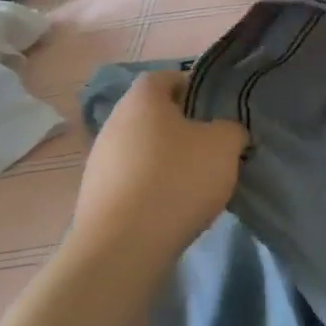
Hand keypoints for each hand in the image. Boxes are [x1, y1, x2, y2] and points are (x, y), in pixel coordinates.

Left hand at [72, 71, 247, 258]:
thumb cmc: (176, 179)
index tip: (214, 111)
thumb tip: (226, 133)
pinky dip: (150, 188)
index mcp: (141, 99)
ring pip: (141, 149)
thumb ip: (231, 129)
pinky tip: (169, 208)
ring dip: (164, 160)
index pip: (166, 77)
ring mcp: (99, 161)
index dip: (192, 88)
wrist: (123, 248)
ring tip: (192, 184)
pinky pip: (130, 181)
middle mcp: (113, 122)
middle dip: (180, 128)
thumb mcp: (224, 145)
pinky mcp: (94, 197)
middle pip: (152, 115)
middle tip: (209, 148)